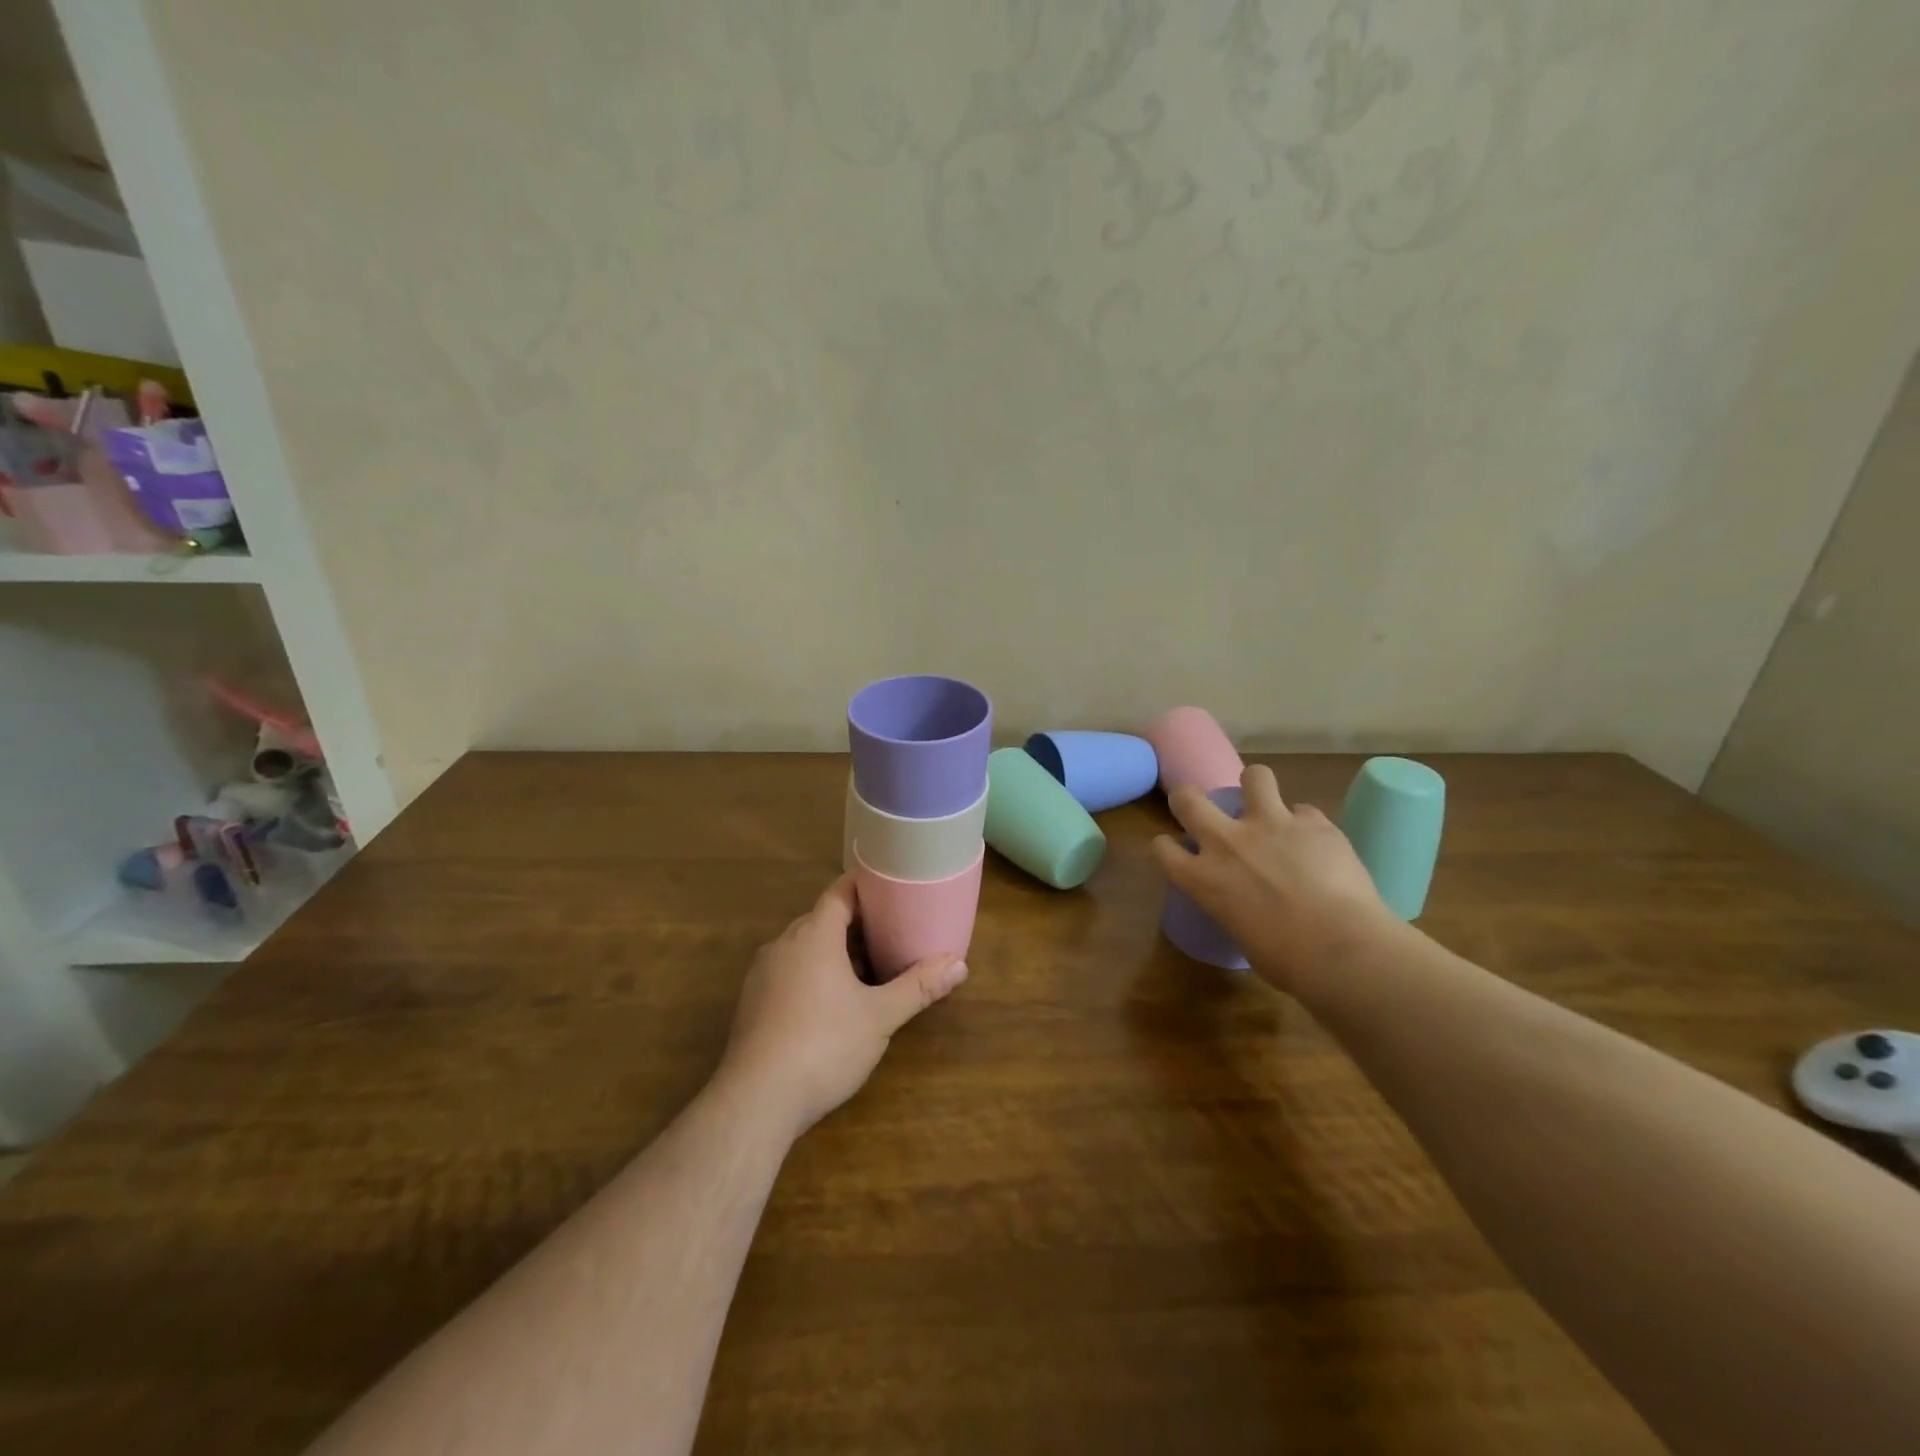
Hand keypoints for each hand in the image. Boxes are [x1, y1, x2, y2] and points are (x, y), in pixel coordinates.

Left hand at [717, 875, 967, 1139]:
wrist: (756, 1100)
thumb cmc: (824, 1045)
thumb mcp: (880, 1017)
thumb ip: (918, 987)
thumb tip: (960, 964)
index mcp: (814, 935)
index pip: (840, 892)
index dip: (865, 886)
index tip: (891, 888)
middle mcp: (784, 944)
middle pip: (822, 919)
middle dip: (855, 924)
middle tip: (890, 932)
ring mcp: (762, 974)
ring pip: (804, 948)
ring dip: (833, 952)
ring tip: (868, 969)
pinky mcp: (752, 1003)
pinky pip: (788, 972)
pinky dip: (812, 975)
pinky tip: (832, 1004)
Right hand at [1152, 764, 1397, 998]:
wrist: (1341, 948)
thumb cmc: (1287, 961)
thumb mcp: (1242, 936)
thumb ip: (1235, 909)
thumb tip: (1250, 906)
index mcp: (1202, 879)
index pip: (1162, 848)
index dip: (1167, 846)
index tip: (1176, 849)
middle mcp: (1227, 842)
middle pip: (1188, 799)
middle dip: (1188, 798)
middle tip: (1201, 808)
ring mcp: (1270, 825)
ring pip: (1254, 776)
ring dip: (1256, 786)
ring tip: (1265, 801)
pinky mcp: (1313, 822)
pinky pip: (1306, 810)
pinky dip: (1307, 823)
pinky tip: (1318, 841)